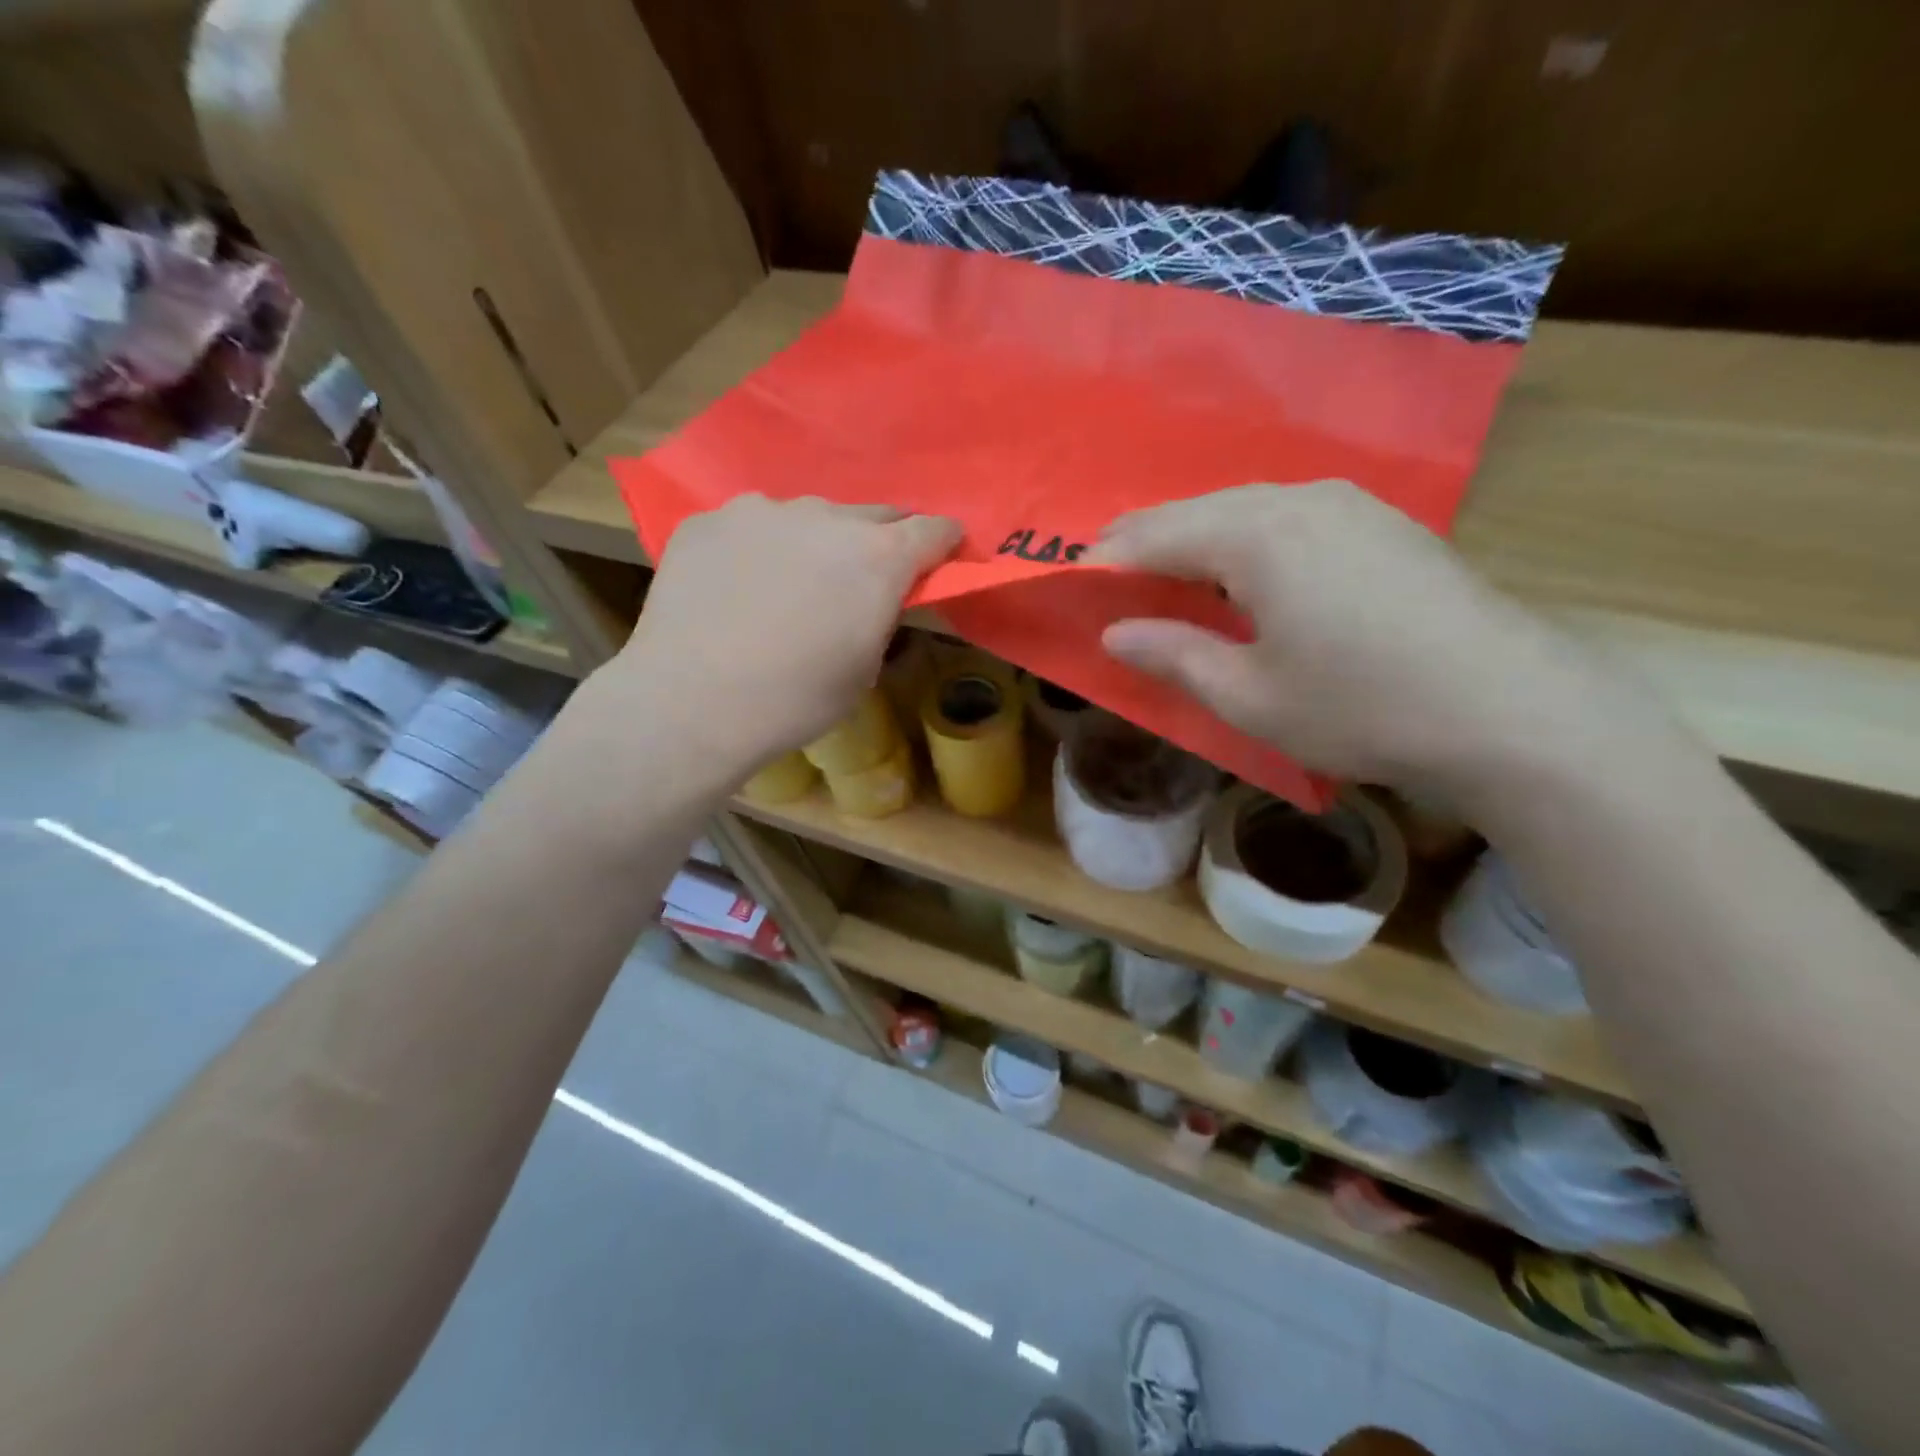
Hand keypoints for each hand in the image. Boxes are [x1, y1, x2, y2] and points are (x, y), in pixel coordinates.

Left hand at [602, 495, 960, 782]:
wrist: (692, 702)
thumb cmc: (795, 699)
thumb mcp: (864, 668)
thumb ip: (880, 616)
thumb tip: (875, 595)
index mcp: (877, 558)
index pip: (931, 529)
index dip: (943, 542)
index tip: (942, 556)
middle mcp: (825, 517)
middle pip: (872, 515)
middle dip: (880, 541)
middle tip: (864, 578)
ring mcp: (761, 511)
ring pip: (807, 518)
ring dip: (814, 543)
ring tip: (789, 585)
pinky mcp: (708, 520)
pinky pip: (751, 527)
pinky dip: (758, 549)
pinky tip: (737, 588)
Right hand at [1086, 481, 1654, 795]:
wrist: (1513, 711)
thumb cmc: (1361, 709)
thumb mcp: (1248, 697)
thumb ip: (1173, 656)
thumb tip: (1115, 632)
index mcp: (1255, 535)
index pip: (1153, 536)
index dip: (1106, 563)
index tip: (1071, 586)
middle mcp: (1297, 499)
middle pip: (1195, 512)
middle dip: (1146, 546)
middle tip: (1110, 587)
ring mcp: (1348, 503)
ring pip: (1243, 509)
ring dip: (1197, 542)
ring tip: (1169, 583)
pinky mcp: (1382, 522)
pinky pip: (1287, 518)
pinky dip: (1246, 542)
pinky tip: (1246, 578)